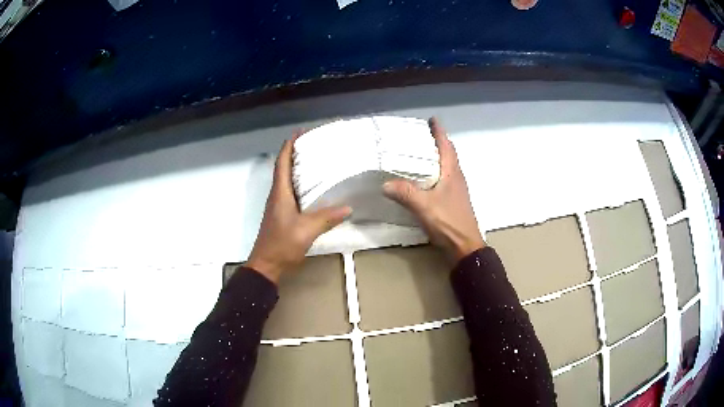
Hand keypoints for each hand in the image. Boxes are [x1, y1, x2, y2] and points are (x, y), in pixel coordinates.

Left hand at [246, 134, 351, 284]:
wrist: (266, 265)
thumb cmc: (282, 244)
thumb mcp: (306, 230)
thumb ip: (326, 217)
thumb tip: (348, 207)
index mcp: (280, 193)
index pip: (282, 162)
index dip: (289, 145)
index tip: (300, 133)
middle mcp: (277, 195)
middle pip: (284, 168)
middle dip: (296, 153)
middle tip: (316, 145)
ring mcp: (278, 206)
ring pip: (287, 180)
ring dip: (298, 168)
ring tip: (318, 162)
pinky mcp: (282, 215)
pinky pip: (291, 193)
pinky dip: (301, 185)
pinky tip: (316, 190)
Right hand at [383, 117, 484, 262]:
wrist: (465, 246)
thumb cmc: (448, 222)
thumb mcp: (424, 206)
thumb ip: (405, 193)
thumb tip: (385, 183)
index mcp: (452, 173)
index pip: (447, 147)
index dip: (440, 132)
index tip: (432, 120)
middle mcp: (457, 178)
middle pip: (448, 155)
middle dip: (437, 143)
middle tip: (420, 135)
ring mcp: (456, 190)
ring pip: (446, 168)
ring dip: (436, 158)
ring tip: (419, 154)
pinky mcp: (453, 201)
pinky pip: (443, 180)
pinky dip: (434, 173)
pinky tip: (423, 180)